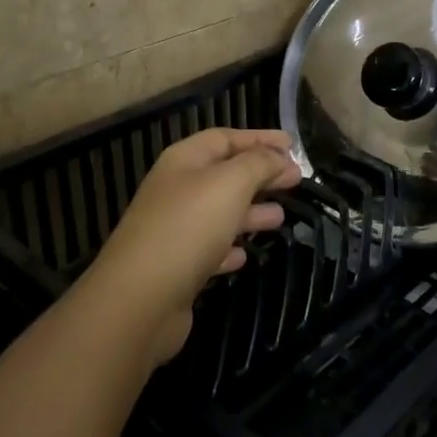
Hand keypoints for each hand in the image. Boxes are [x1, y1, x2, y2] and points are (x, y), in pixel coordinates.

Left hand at [86, 128, 301, 362]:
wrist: (140, 299)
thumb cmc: (188, 227)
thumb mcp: (230, 183)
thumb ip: (259, 164)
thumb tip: (280, 157)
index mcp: (184, 161)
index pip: (225, 138)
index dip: (259, 138)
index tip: (292, 144)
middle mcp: (176, 190)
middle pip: (224, 174)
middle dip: (260, 174)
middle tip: (296, 179)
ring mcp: (174, 230)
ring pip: (219, 212)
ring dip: (250, 211)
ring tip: (280, 217)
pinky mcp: (176, 268)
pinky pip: (209, 249)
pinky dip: (230, 247)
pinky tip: (245, 256)